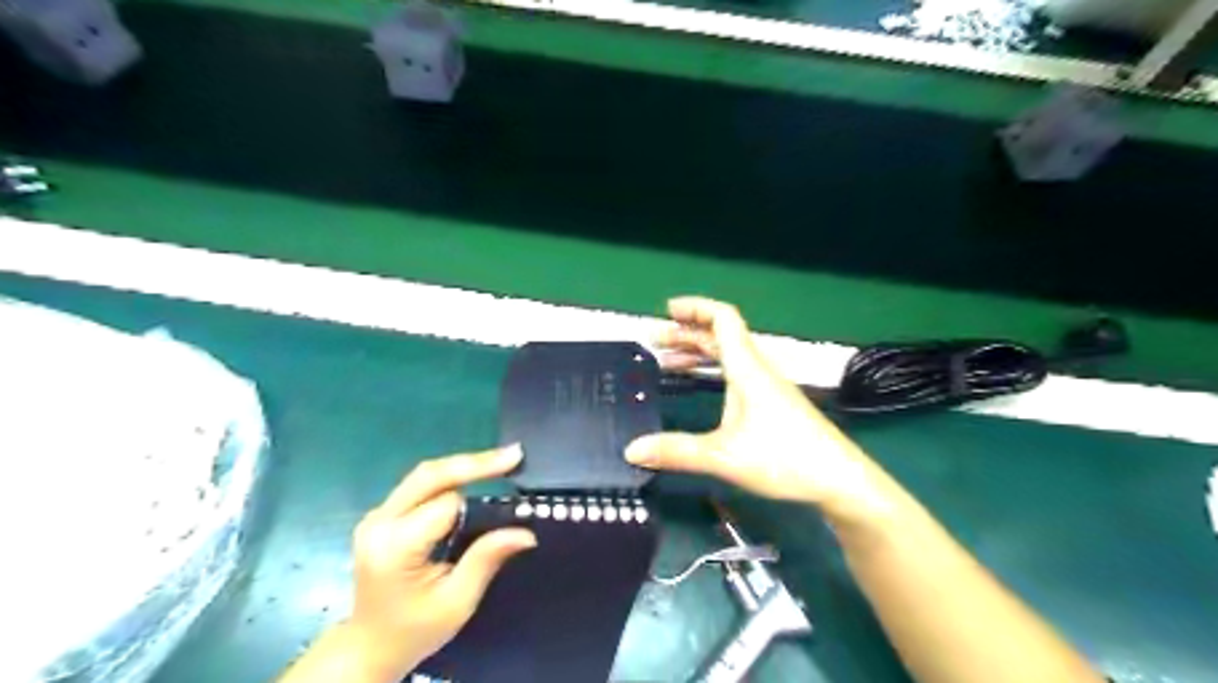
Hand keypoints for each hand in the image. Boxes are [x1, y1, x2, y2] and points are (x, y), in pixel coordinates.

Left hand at [343, 447, 534, 676]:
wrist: (369, 648)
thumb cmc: (414, 630)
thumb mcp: (456, 602)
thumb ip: (486, 559)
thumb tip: (526, 532)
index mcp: (394, 547)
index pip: (444, 505)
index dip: (479, 502)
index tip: (513, 496)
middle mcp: (380, 522)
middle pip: (430, 475)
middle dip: (475, 463)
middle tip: (514, 455)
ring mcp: (377, 516)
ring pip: (425, 474)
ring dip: (464, 466)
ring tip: (502, 460)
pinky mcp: (382, 515)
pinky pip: (420, 485)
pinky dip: (451, 476)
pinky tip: (476, 473)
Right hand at [629, 297, 892, 519]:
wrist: (840, 480)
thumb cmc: (786, 459)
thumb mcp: (724, 456)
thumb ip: (677, 452)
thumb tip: (632, 450)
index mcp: (747, 369)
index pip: (723, 319)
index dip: (695, 307)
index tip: (668, 310)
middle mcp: (757, 370)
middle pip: (720, 336)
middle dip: (686, 333)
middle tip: (655, 341)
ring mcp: (767, 386)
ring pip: (728, 355)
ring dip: (698, 352)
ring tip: (668, 361)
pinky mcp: (772, 402)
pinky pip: (736, 372)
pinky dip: (712, 370)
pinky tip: (700, 385)